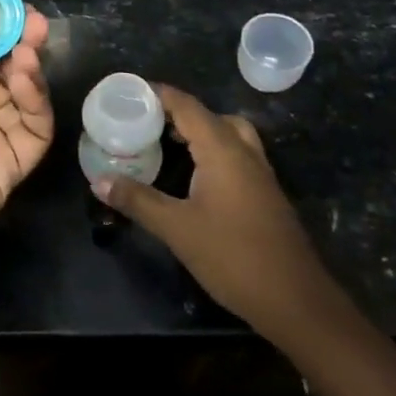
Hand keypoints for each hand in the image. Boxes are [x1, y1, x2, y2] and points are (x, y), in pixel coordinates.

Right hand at [94, 84, 343, 345]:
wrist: (297, 302)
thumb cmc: (233, 257)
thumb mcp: (177, 229)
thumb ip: (137, 200)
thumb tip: (98, 181)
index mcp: (222, 150)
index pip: (187, 106)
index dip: (158, 94)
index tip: (129, 92)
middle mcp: (244, 153)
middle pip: (209, 116)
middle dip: (176, 112)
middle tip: (143, 120)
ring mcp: (259, 174)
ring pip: (228, 134)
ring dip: (198, 131)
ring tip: (166, 142)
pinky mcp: (265, 194)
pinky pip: (236, 154)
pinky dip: (212, 150)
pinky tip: (193, 174)